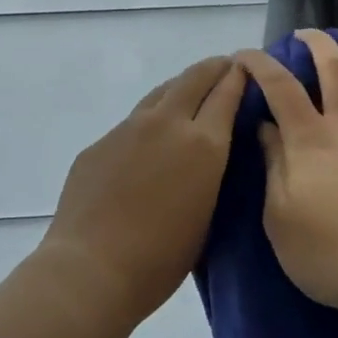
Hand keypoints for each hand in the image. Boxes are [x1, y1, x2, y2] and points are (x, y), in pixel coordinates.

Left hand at [39, 55, 245, 328]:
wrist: (91, 269)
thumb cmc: (161, 259)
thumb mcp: (206, 215)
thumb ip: (210, 174)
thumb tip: (209, 154)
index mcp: (203, 144)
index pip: (227, 93)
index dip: (238, 77)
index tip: (246, 69)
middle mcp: (167, 123)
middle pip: (194, 78)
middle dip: (213, 68)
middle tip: (224, 68)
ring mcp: (128, 128)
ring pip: (161, 93)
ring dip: (180, 88)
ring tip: (189, 94)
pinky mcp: (100, 142)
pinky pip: (132, 123)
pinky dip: (150, 122)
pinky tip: (148, 143)